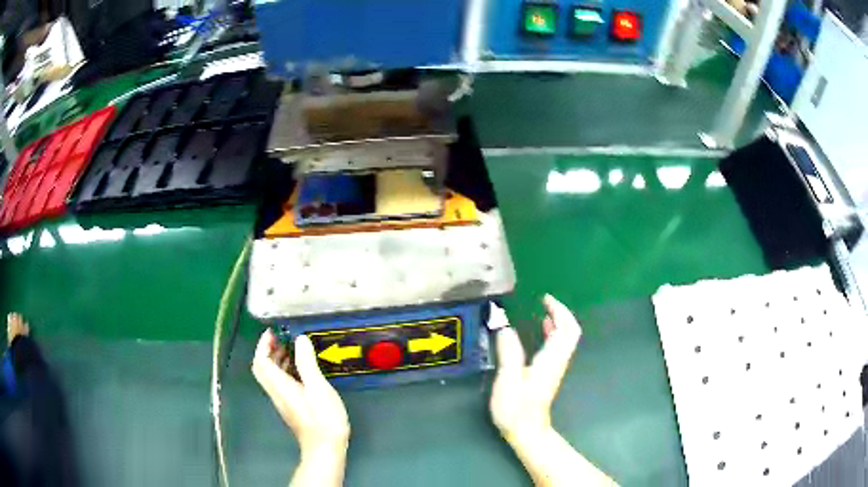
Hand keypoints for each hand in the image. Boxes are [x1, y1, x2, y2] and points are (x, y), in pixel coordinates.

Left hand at [252, 329, 349, 454]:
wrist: (325, 448)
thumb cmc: (323, 418)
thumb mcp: (318, 388)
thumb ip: (307, 363)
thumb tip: (300, 339)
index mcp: (279, 386)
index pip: (261, 362)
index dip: (263, 345)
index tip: (273, 332)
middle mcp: (276, 392)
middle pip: (262, 368)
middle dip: (268, 350)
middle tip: (282, 338)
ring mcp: (283, 401)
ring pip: (271, 376)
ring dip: (277, 360)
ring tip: (293, 349)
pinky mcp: (291, 407)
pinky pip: (281, 383)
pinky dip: (286, 371)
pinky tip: (302, 370)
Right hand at [490, 294, 581, 441]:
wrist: (526, 430)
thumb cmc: (516, 408)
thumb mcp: (508, 380)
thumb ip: (508, 352)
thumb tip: (505, 326)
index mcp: (551, 359)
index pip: (567, 329)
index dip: (560, 311)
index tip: (545, 299)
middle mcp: (557, 360)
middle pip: (570, 331)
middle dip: (561, 313)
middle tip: (544, 301)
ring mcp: (555, 367)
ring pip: (565, 338)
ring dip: (558, 322)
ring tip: (543, 311)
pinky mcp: (549, 373)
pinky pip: (557, 346)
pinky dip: (552, 333)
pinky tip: (541, 330)